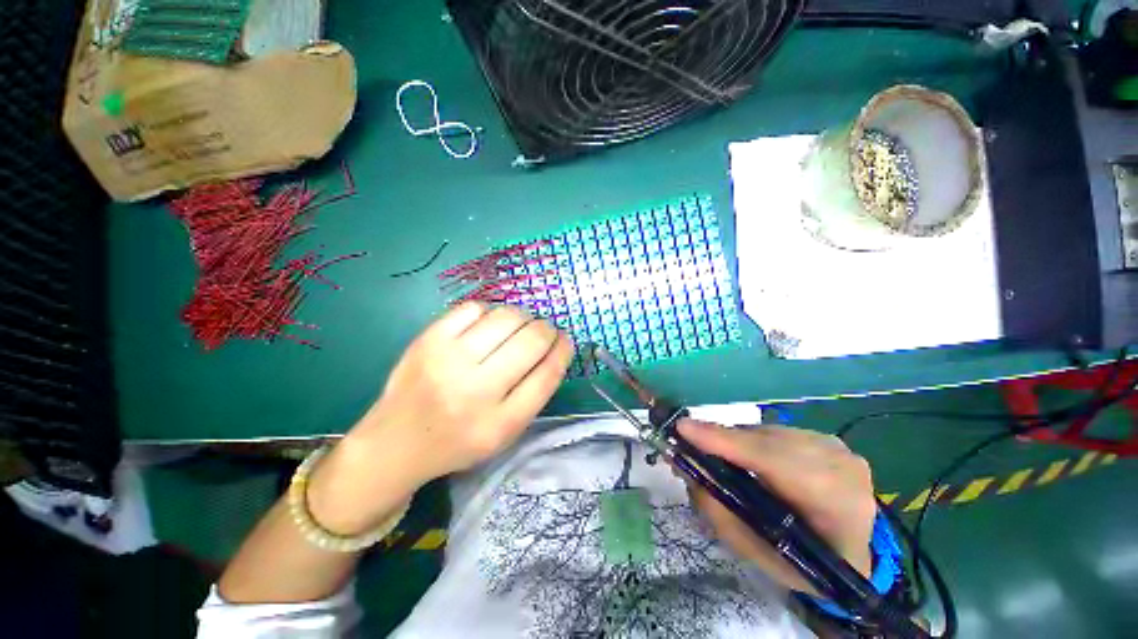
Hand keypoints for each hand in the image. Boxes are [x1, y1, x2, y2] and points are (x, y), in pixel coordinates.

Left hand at [308, 303, 573, 534]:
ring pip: (506, 318)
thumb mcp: (505, 435)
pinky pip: (474, 308)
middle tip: (544, 331)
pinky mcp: (427, 340)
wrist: (395, 444)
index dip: (563, 349)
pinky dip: (489, 312)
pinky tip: (487, 325)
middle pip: (531, 341)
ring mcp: (448, 361)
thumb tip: (554, 347)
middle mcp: (475, 391)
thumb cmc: (458, 442)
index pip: (547, 374)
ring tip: (519, 325)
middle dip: (547, 329)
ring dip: (522, 317)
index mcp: (500, 423)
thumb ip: (533, 394)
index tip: (565, 340)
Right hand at [678, 420, 876, 594]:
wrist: (856, 553)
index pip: (774, 462)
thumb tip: (688, 470)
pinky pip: (776, 432)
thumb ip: (722, 515)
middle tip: (686, 442)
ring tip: (714, 452)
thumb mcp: (761, 556)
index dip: (725, 442)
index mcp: (836, 505)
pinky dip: (752, 441)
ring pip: (768, 433)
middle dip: (721, 440)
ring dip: (736, 441)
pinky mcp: (828, 438)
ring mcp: (837, 447)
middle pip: (765, 441)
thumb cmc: (807, 564)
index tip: (683, 428)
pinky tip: (745, 457)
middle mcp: (841, 465)